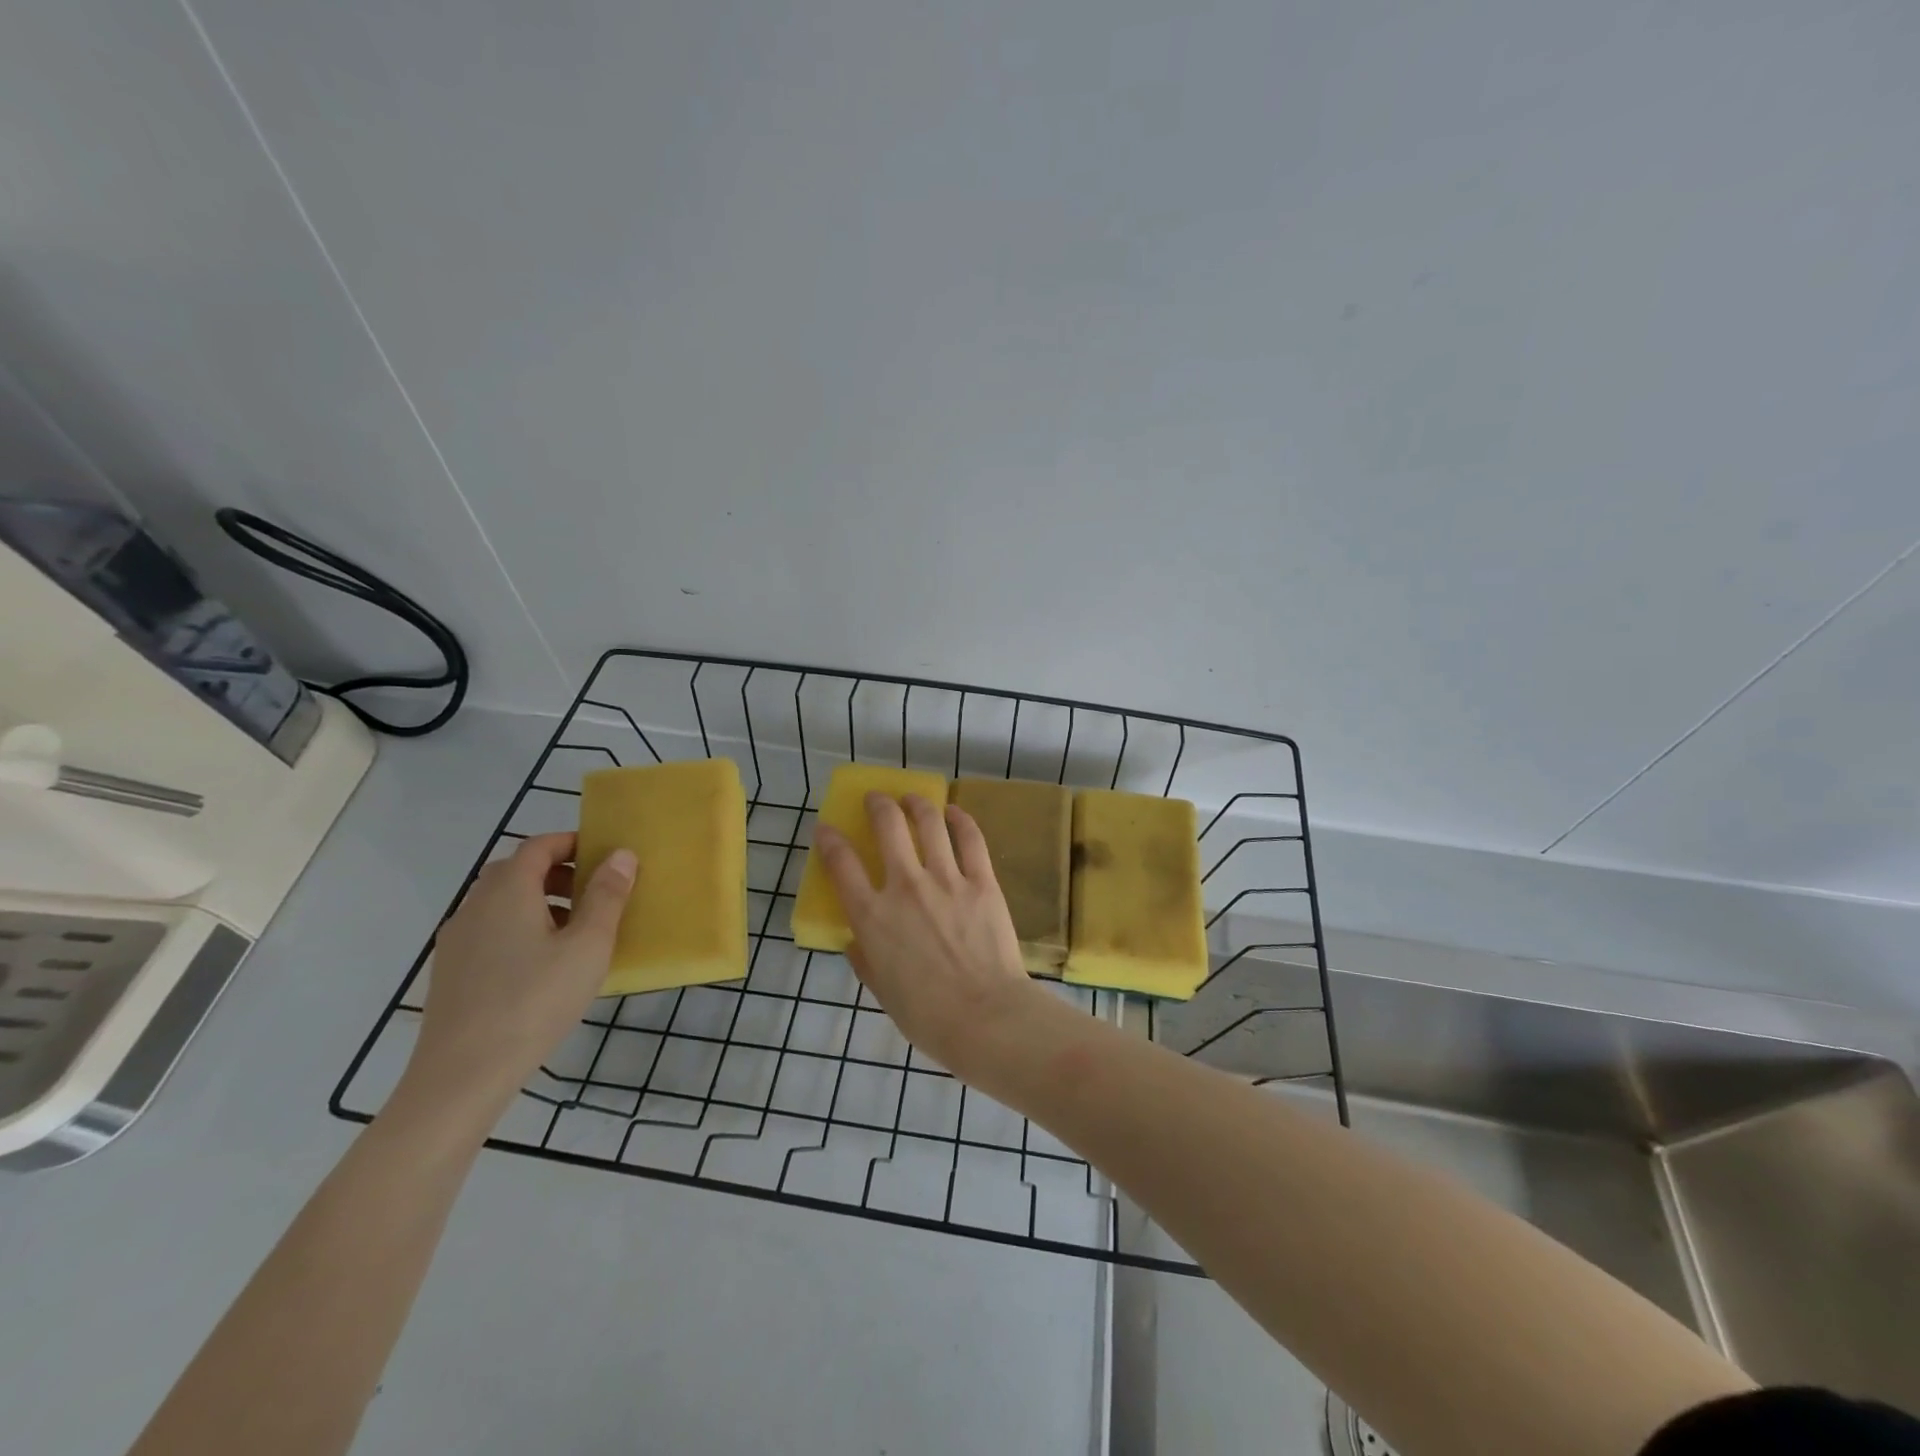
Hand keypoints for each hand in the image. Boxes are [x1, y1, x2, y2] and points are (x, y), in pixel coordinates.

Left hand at [398, 832, 634, 1123]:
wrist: (462, 1075)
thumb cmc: (535, 1000)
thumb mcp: (588, 946)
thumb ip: (607, 896)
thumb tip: (621, 854)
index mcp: (508, 891)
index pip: (538, 846)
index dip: (572, 843)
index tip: (604, 857)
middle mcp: (475, 905)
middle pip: (516, 870)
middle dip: (557, 872)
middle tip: (594, 893)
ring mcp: (456, 940)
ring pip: (500, 902)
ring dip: (538, 901)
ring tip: (574, 931)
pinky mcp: (450, 972)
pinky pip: (489, 930)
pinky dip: (518, 928)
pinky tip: (541, 965)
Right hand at [813, 793, 1041, 1076]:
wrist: (985, 1017)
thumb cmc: (928, 1015)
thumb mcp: (882, 991)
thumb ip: (865, 959)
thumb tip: (858, 940)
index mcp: (873, 917)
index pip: (841, 864)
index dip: (829, 841)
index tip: (826, 829)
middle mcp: (905, 887)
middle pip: (887, 826)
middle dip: (877, 805)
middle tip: (876, 799)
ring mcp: (946, 879)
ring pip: (928, 823)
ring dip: (916, 804)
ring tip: (912, 798)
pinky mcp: (981, 881)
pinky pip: (970, 839)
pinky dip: (960, 820)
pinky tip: (954, 812)